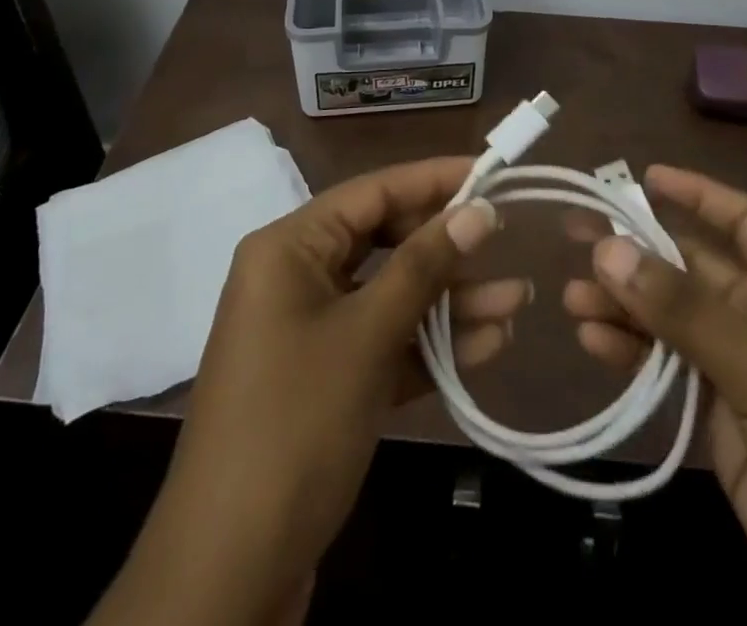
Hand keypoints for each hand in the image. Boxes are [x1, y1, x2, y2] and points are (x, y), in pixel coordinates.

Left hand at [91, 156, 523, 625]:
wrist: (229, 573)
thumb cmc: (296, 425)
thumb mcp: (367, 336)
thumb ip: (424, 267)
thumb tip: (478, 209)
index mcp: (290, 248)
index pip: (372, 192)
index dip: (433, 180)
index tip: (490, 172)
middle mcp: (296, 277)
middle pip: (384, 242)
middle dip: (447, 250)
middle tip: (506, 243)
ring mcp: (310, 331)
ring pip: (390, 296)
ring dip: (449, 302)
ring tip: (516, 303)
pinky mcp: (325, 379)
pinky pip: (384, 342)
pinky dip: (429, 345)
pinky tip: (485, 346)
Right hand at [564, 165, 746, 625]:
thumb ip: (683, 310)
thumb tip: (607, 246)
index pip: (743, 220)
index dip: (697, 194)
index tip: (643, 176)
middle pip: (693, 269)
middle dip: (638, 253)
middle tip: (575, 239)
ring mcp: (744, 374)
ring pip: (672, 320)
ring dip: (625, 306)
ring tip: (571, 300)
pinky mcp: (723, 425)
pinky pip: (668, 371)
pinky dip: (631, 355)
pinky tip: (593, 343)